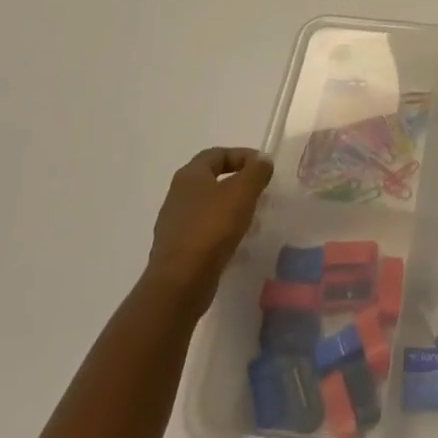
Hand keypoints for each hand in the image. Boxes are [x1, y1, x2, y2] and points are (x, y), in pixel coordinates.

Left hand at [147, 147, 273, 313]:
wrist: (179, 284)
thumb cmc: (212, 228)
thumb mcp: (242, 192)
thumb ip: (256, 171)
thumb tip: (262, 160)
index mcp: (190, 175)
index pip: (218, 154)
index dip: (242, 156)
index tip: (263, 168)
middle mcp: (178, 195)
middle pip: (212, 180)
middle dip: (239, 184)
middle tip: (260, 193)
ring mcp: (174, 224)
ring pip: (209, 208)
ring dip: (232, 210)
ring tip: (253, 221)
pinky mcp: (177, 250)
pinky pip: (204, 233)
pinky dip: (222, 233)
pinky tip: (238, 245)